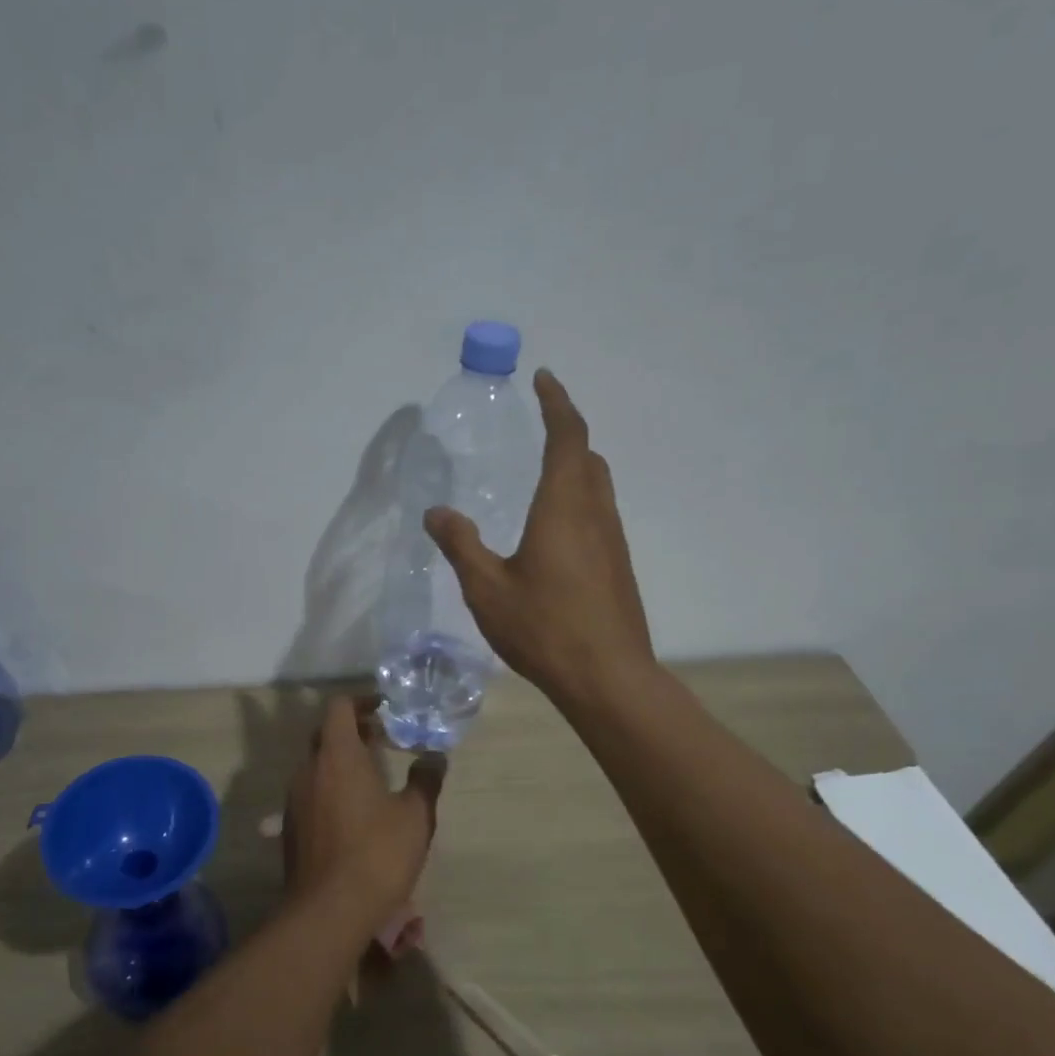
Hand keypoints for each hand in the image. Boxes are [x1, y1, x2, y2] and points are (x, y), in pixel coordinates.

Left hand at [283, 696, 445, 929]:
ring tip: (372, 776)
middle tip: (383, 740)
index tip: (385, 711)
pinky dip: (330, 788)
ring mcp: (294, 800)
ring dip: (341, 761)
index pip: (339, 707)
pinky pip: (310, 792)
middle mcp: (308, 770)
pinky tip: (354, 812)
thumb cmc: (377, 854)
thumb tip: (435, 757)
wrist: (328, 912)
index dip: (362, 702)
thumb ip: (425, 780)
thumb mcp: (415, 816)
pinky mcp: (290, 828)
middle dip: (353, 731)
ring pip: (316, 765)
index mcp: (337, 756)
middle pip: (326, 734)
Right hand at [425, 369, 653, 712]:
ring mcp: (613, 541)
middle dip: (567, 431)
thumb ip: (461, 545)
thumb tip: (436, 512)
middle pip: (588, 457)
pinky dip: (579, 501)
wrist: (608, 676)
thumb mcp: (487, 589)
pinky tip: (554, 531)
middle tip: (540, 424)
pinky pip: (599, 515)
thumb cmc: (544, 627)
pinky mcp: (618, 566)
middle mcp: (596, 514)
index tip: (543, 378)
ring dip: (575, 467)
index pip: (567, 437)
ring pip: (598, 487)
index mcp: (564, 506)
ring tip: (543, 473)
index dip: (557, 402)